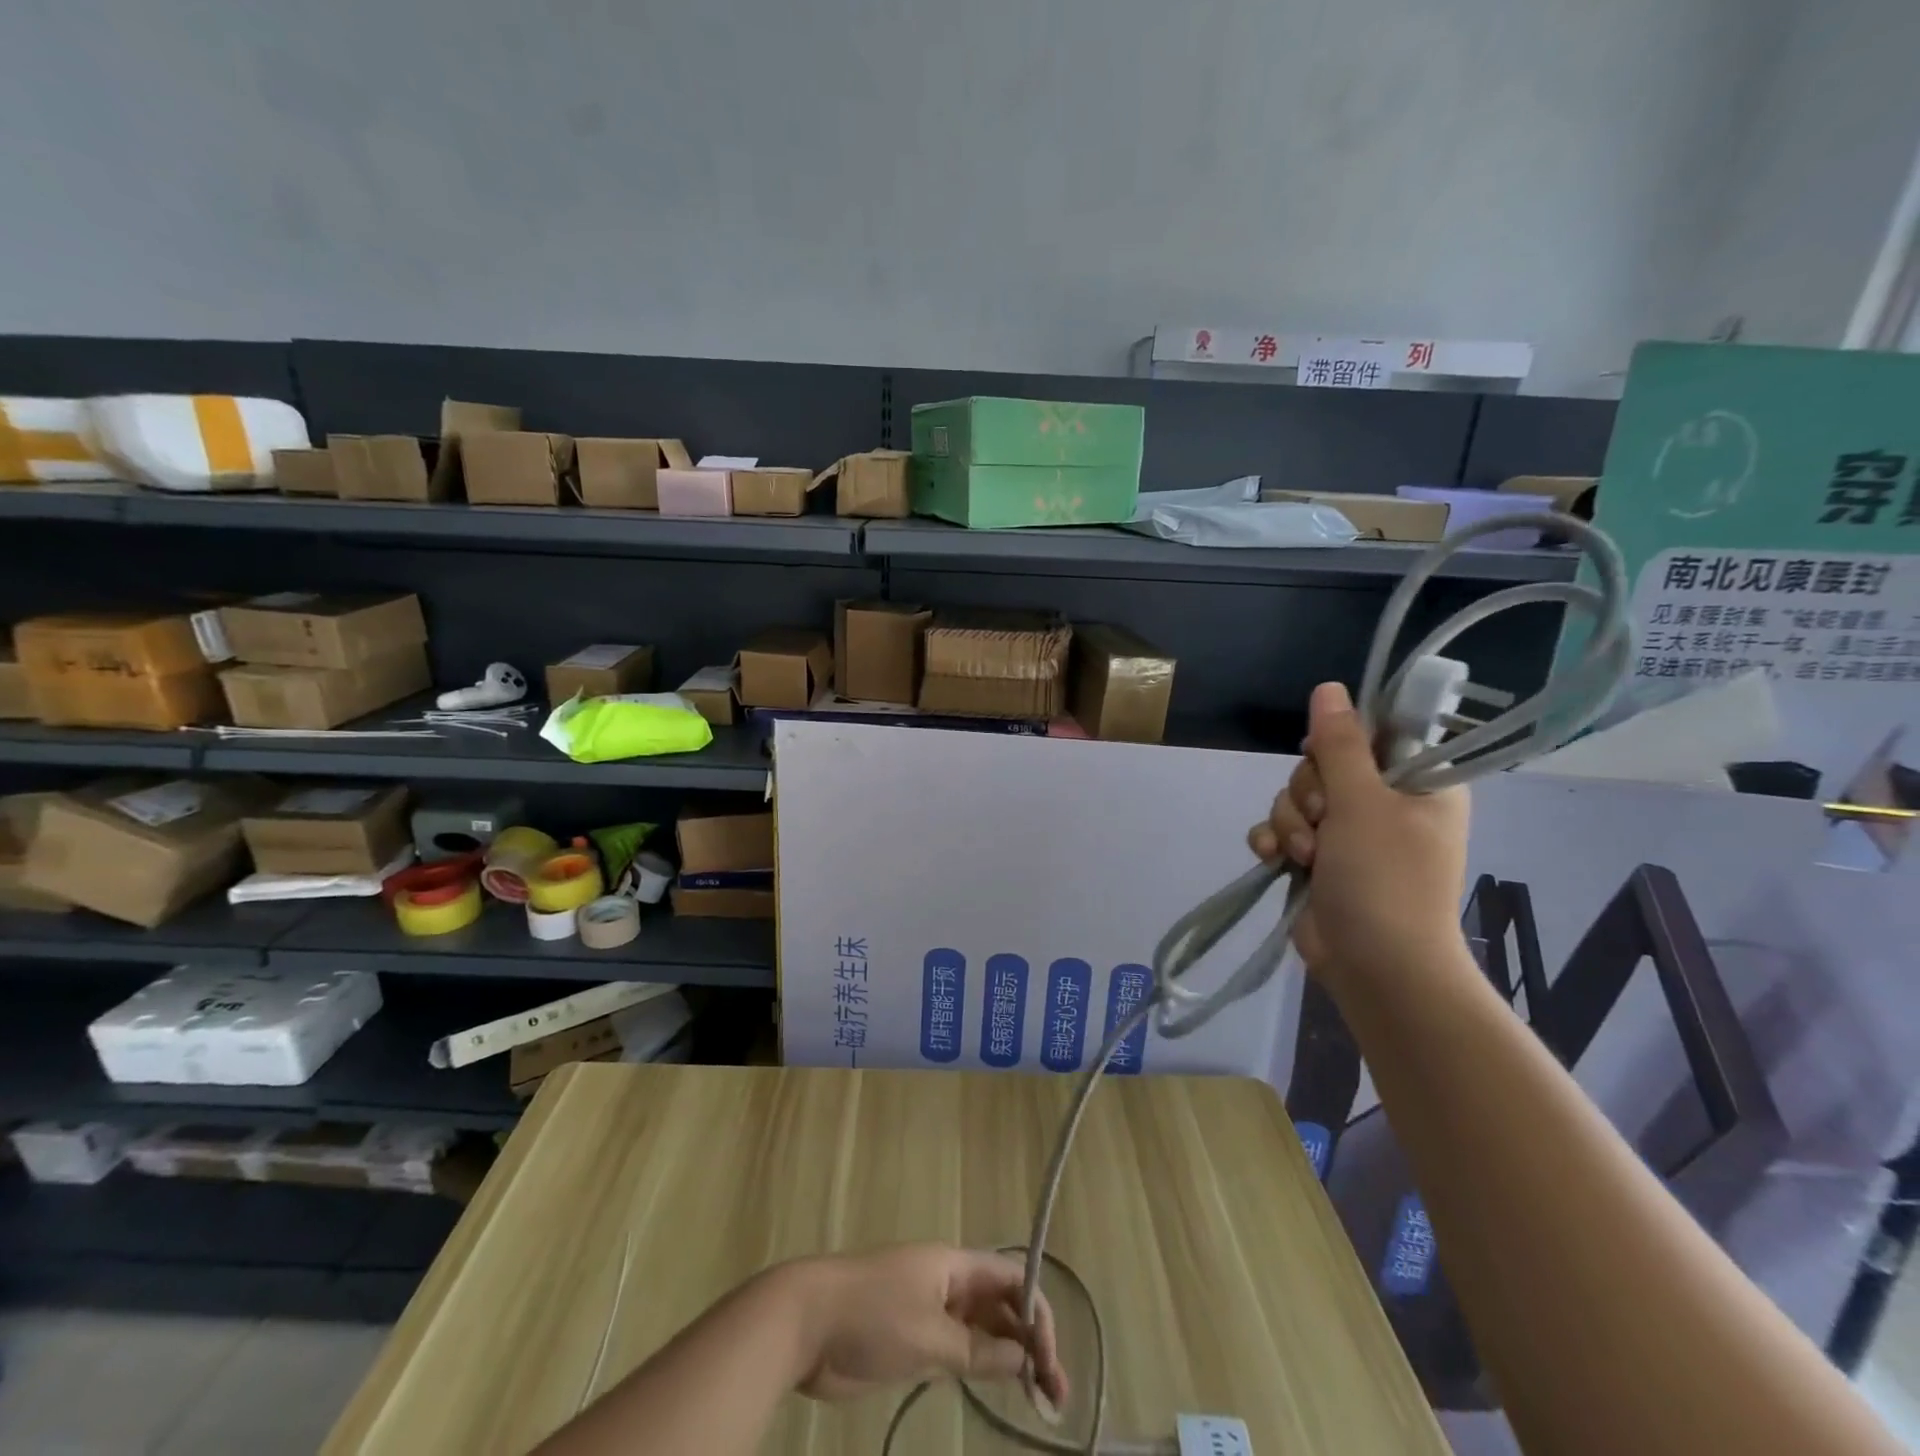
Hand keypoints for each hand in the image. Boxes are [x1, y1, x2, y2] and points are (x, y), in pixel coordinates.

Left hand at [783, 1245, 1067, 1407]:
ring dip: (1010, 1357)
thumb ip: (978, 1349)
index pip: (1011, 1278)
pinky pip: (958, 1346)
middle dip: (1031, 1341)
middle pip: (1001, 1304)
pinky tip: (994, 1390)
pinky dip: (981, 1365)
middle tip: (1055, 1393)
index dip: (1037, 1312)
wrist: (805, 1321)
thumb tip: (1023, 1357)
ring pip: (982, 1327)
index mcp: (953, 1265)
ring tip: (1037, 1400)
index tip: (1049, 1359)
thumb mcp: (929, 1335)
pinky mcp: (910, 1337)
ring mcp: (928, 1308)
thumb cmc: (871, 1316)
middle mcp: (947, 1281)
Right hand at [1249, 681, 1468, 991]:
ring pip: (1297, 798)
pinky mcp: (1318, 860)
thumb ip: (1341, 743)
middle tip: (1323, 821)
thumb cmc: (1384, 877)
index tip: (1327, 757)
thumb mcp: (1362, 801)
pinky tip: (1274, 858)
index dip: (1342, 740)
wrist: (1374, 965)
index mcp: (1417, 784)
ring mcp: (1348, 835)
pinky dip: (1275, 842)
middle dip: (1309, 793)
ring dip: (1291, 823)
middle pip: (1324, 765)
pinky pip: (1283, 829)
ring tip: (1304, 856)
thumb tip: (1329, 687)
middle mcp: (1384, 804)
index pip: (1376, 735)